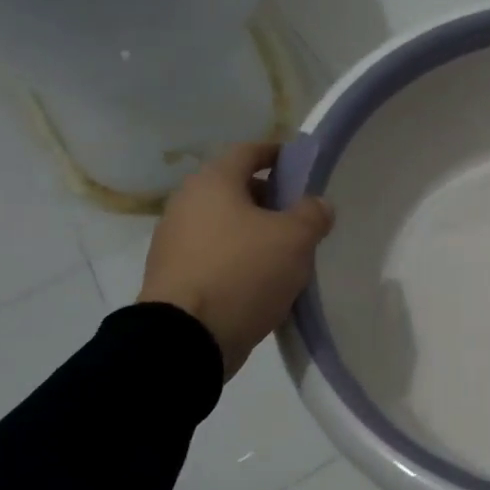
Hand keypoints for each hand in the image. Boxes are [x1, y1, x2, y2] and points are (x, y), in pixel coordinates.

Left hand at [137, 142, 334, 377]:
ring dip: (254, 232)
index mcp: (213, 182)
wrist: (185, 338)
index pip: (249, 151)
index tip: (301, 165)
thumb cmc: (243, 272)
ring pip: (224, 224)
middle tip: (300, 216)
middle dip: (270, 198)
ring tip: (285, 252)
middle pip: (235, 188)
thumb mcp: (295, 239)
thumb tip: (317, 204)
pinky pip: (214, 255)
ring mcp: (174, 241)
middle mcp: (186, 203)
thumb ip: (313, 214)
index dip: (277, 154)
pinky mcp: (173, 275)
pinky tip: (261, 280)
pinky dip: (237, 258)